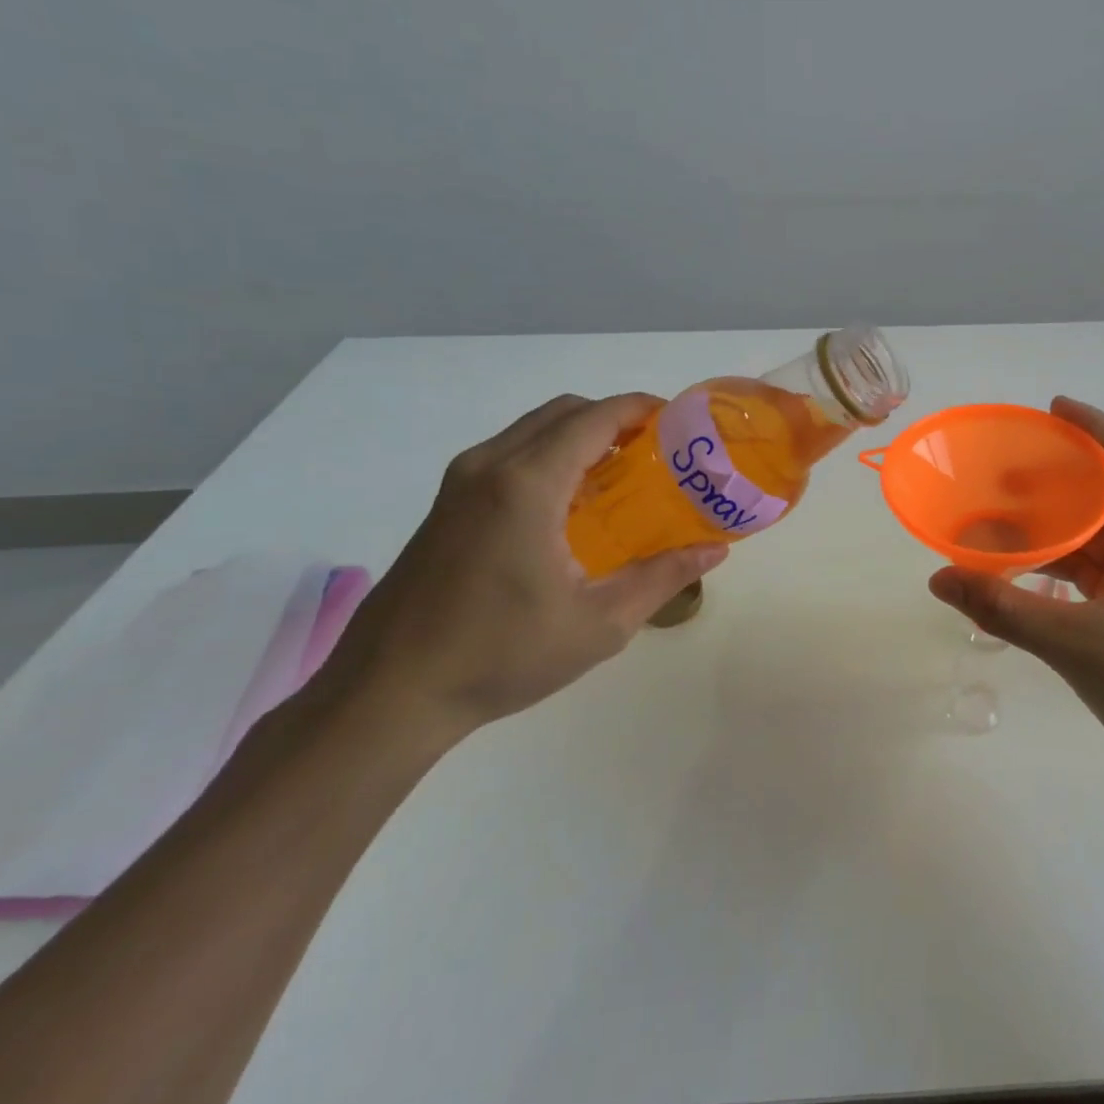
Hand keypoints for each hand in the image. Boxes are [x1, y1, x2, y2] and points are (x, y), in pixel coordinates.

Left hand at [319, 393, 725, 752]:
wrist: (387, 694)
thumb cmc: (501, 655)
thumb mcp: (600, 623)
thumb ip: (663, 576)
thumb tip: (715, 550)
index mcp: (527, 484)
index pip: (594, 418)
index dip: (641, 409)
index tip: (679, 423)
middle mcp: (489, 467)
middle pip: (563, 413)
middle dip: (614, 418)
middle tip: (656, 452)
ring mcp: (459, 484)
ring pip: (532, 430)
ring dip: (579, 437)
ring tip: (621, 476)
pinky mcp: (445, 506)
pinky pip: (509, 456)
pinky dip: (549, 457)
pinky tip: (571, 507)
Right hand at [928, 397, 1103, 798]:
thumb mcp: (1078, 646)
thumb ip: (1004, 609)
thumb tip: (939, 577)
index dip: (1098, 427)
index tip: (1051, 411)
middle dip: (1064, 476)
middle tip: (1007, 469)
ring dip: (1059, 522)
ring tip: (1003, 516)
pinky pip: (1101, 569)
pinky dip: (1064, 561)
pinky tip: (1025, 568)